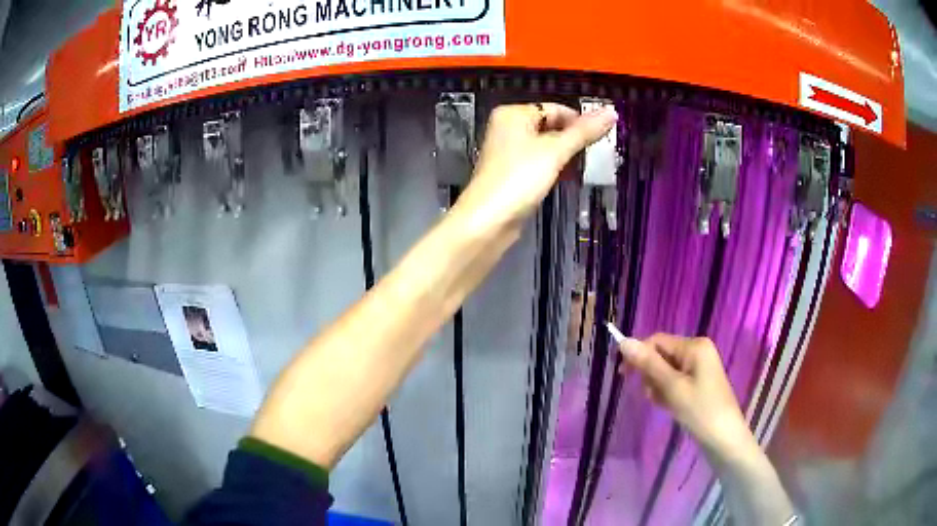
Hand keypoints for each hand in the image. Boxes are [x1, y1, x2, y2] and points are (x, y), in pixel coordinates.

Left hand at [456, 103, 617, 229]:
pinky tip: (568, 178)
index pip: (556, 109)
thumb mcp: (555, 151)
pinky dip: (554, 167)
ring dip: (566, 155)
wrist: (489, 220)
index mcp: (513, 114)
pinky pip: (539, 163)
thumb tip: (612, 112)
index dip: (580, 121)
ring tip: (587, 166)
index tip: (603, 137)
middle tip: (598, 153)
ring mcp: (509, 152)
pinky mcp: (512, 173)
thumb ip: (584, 132)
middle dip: (574, 139)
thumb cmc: (519, 178)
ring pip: (546, 146)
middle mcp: (508, 128)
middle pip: (551, 126)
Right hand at [617, 334, 755, 457]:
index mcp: (694, 346)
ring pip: (665, 370)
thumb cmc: (700, 411)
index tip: (623, 377)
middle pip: (661, 355)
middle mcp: (697, 350)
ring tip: (665, 405)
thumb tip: (623, 342)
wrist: (724, 439)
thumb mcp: (672, 388)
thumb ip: (648, 364)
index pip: (656, 341)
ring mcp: (699, 366)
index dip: (638, 356)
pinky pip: (674, 381)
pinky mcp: (699, 382)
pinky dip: (668, 393)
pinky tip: (671, 407)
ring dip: (658, 387)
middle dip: (651, 376)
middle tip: (655, 397)